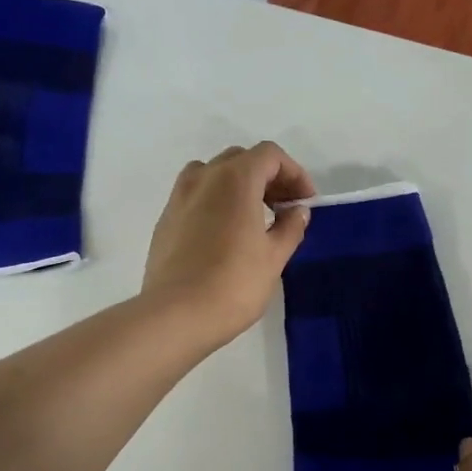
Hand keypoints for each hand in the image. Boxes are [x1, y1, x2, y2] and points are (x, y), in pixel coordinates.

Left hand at [142, 142, 314, 347]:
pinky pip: (196, 196)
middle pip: (241, 160)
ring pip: (214, 174)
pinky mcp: (166, 219)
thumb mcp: (274, 258)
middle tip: (284, 208)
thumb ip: (290, 227)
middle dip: (268, 177)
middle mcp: (204, 178)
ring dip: (239, 186)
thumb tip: (297, 211)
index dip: (294, 173)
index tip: (305, 202)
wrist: (176, 315)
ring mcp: (179, 197)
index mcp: (235, 179)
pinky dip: (216, 202)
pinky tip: (226, 235)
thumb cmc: (234, 284)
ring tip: (254, 218)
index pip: (269, 155)